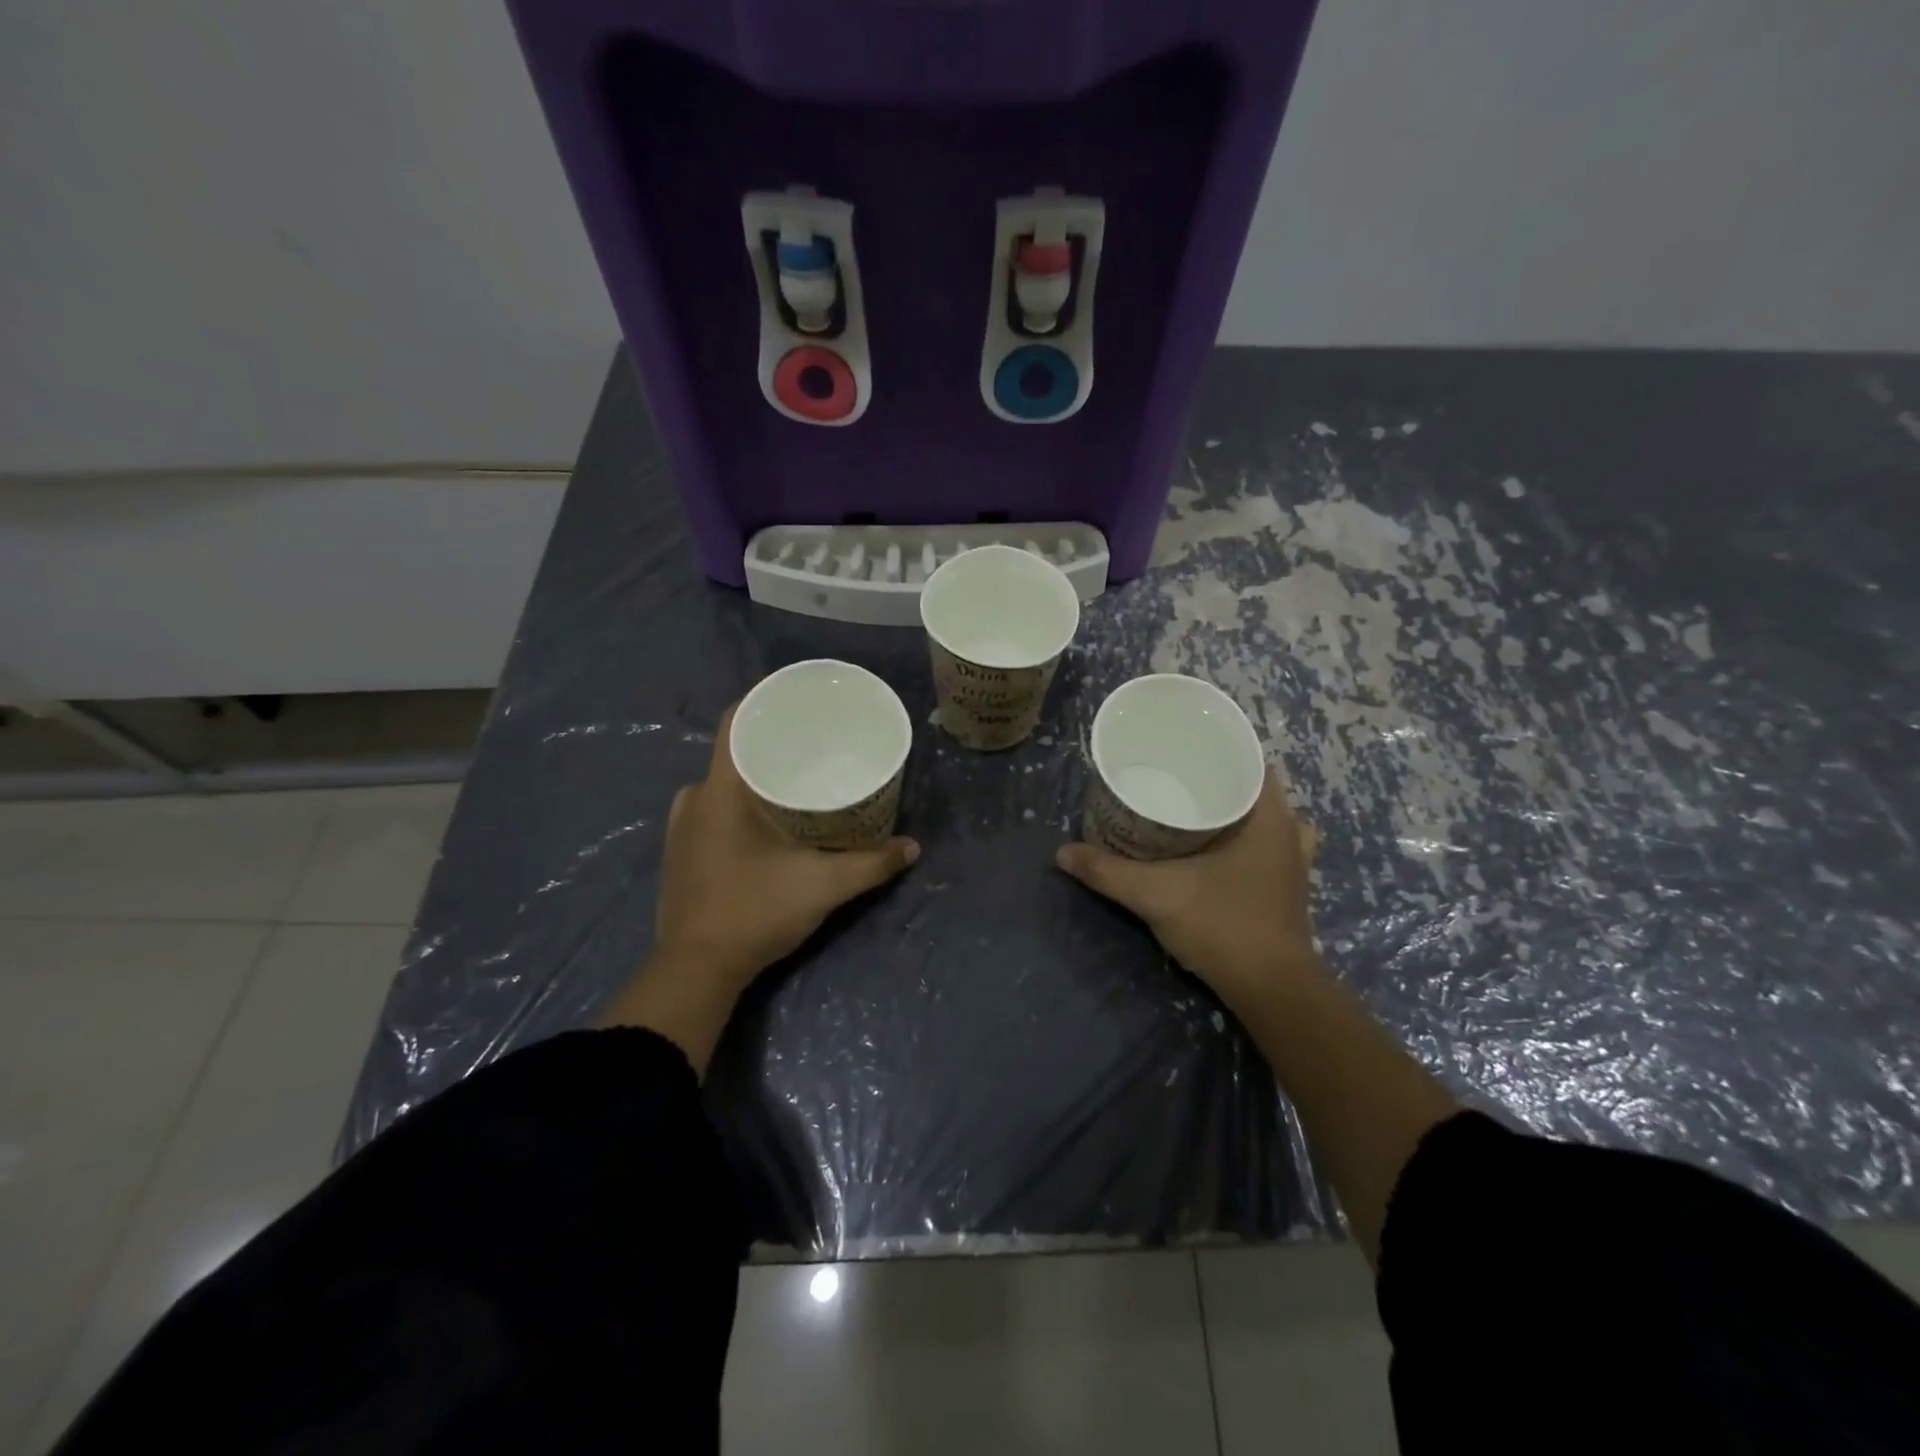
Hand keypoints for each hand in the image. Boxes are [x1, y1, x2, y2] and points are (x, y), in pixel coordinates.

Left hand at [653, 704, 919, 987]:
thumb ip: (871, 863)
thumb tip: (913, 847)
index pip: (737, 720)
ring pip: (724, 784)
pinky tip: (771, 822)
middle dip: (775, 745)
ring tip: (799, 783)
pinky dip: (741, 805)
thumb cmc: (754, 911)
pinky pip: (713, 809)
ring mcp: (681, 826)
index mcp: (720, 789)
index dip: (768, 701)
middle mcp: (694, 797)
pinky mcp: (679, 852)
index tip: (803, 701)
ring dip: (758, 779)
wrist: (695, 970)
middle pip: (735, 752)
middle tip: (817, 748)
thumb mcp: (823, 886)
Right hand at [1056, 771, 1321, 1011]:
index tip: (1180, 747)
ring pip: (1262, 817)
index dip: (1217, 747)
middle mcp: (1288, 831)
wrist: (1271, 991)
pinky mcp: (1288, 886)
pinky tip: (1216, 846)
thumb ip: (1108, 871)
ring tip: (1191, 805)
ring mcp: (1293, 860)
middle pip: (1253, 786)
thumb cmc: (1223, 926)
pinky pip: (1267, 844)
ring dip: (1232, 808)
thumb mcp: (1156, 894)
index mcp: (1268, 816)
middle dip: (1214, 777)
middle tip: (1170, 775)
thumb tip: (1062, 852)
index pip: (1250, 758)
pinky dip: (1244, 838)